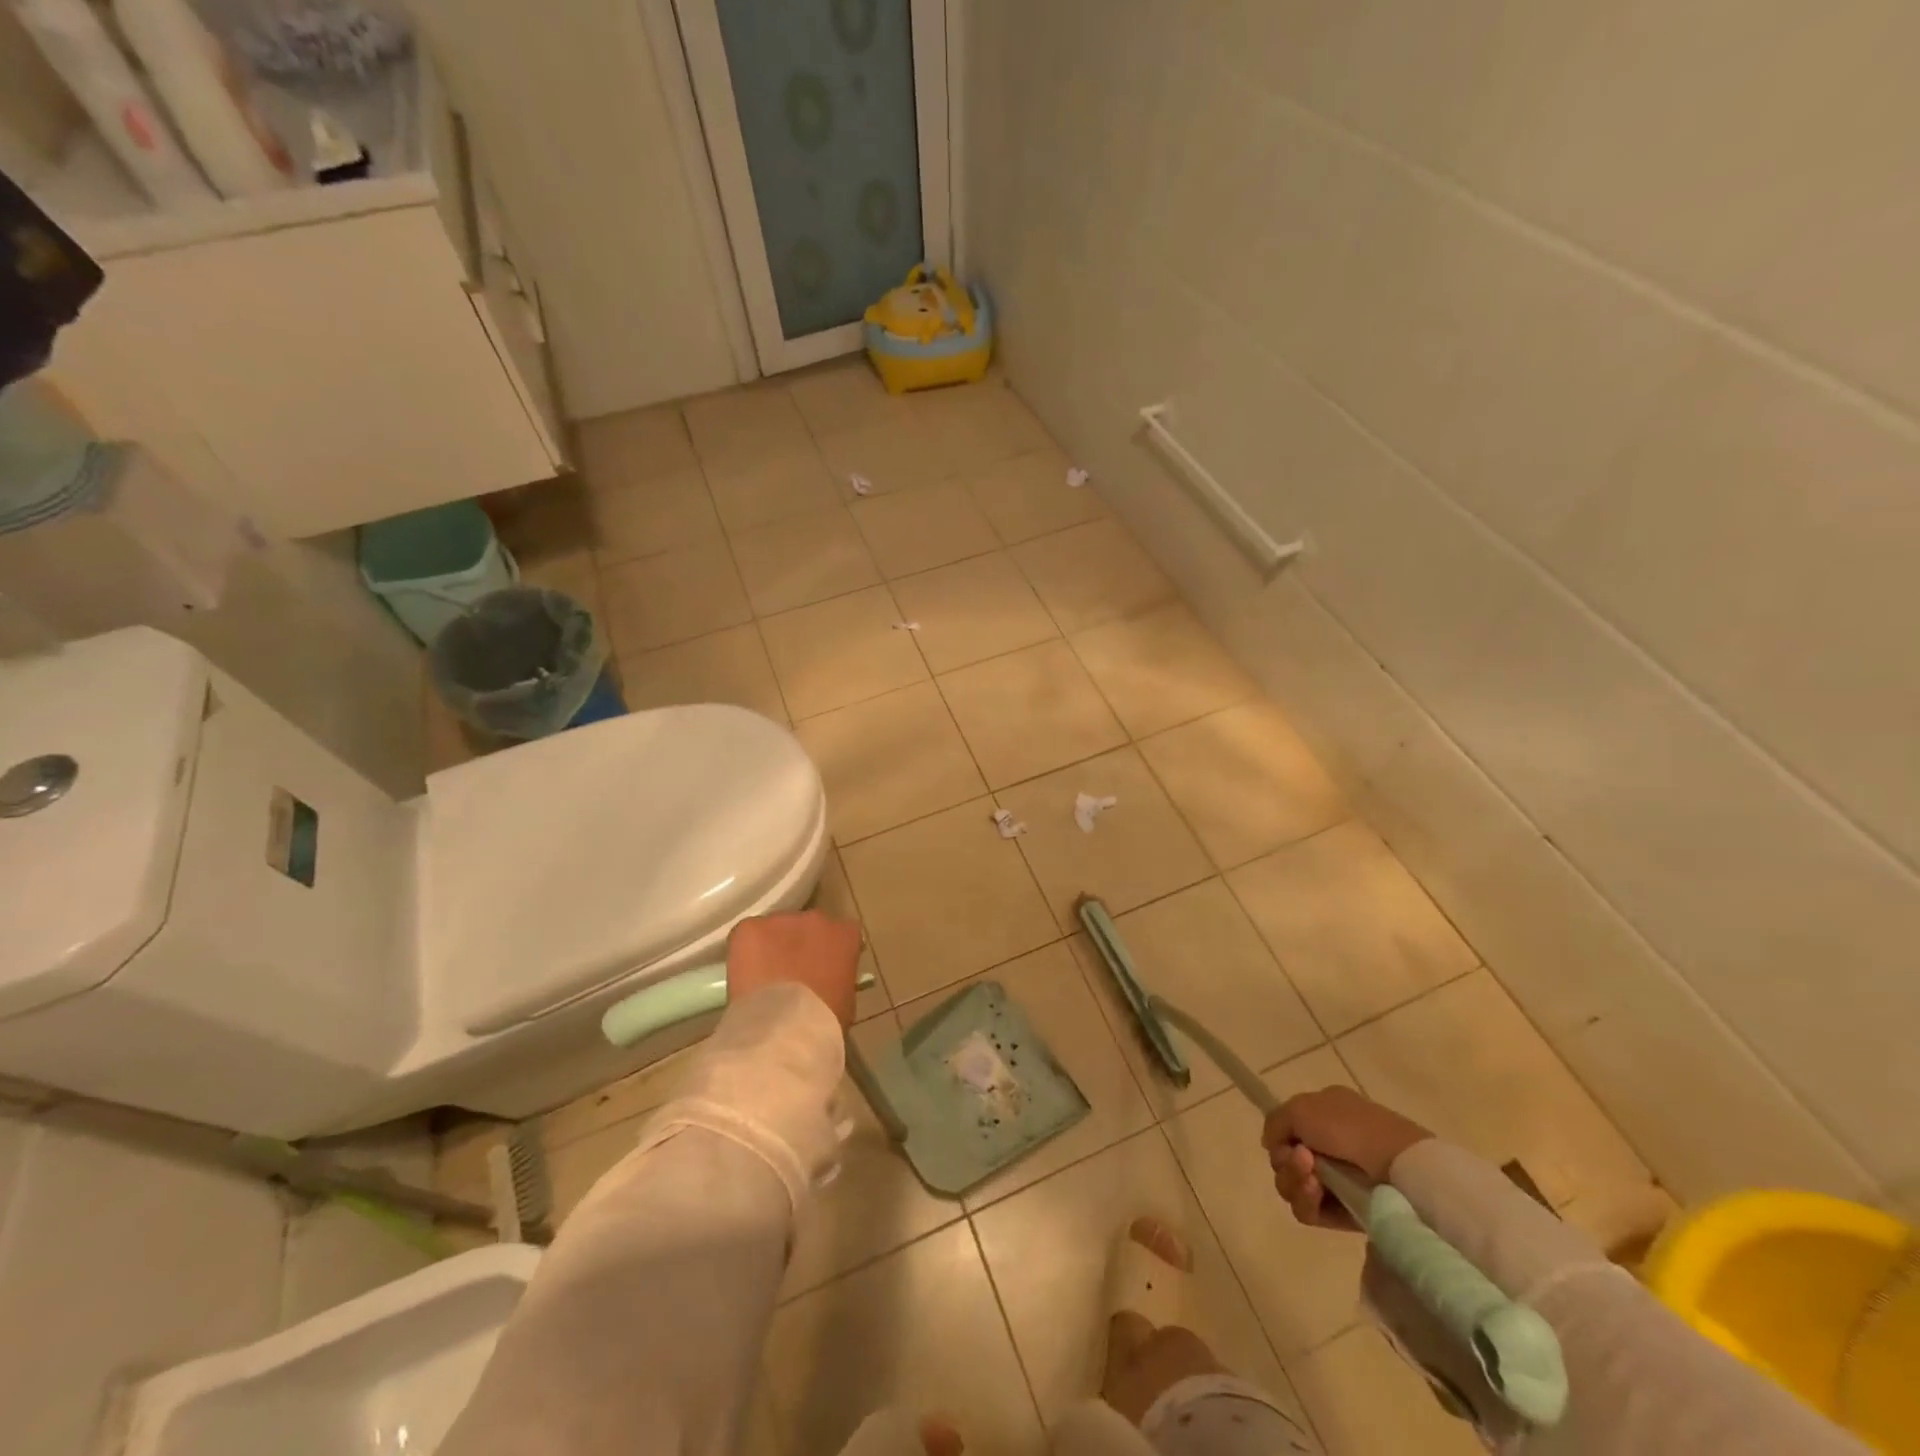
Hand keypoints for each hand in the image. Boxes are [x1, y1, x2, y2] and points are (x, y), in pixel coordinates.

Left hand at [726, 911, 861, 1026]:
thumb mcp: (845, 999)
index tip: (822, 969)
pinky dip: (745, 952)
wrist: (785, 1028)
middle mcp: (816, 919)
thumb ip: (838, 977)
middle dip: (799, 945)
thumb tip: (825, 980)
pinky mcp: (750, 928)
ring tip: (764, 979)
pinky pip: (748, 935)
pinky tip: (745, 976)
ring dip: (772, 947)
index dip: (829, 951)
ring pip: (776, 929)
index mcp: (845, 934)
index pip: (841, 933)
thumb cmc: (823, 1020)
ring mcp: (781, 920)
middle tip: (791, 975)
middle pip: (807, 926)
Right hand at [1261, 1086, 1431, 1229]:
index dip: (1280, 1138)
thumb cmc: (1348, 1127)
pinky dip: (1306, 1201)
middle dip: (1286, 1163)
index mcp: (1324, 1114)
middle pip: (1285, 1160)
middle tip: (1302, 1161)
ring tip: (1312, 1180)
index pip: (1287, 1131)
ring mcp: (1339, 1180)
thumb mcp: (1300, 1107)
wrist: (1397, 1166)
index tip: (1286, 1142)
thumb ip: (1275, 1122)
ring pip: (1293, 1185)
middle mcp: (1329, 1146)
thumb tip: (1271, 1145)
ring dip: (1294, 1181)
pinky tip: (1316, 1192)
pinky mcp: (1346, 1213)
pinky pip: (1309, 1211)